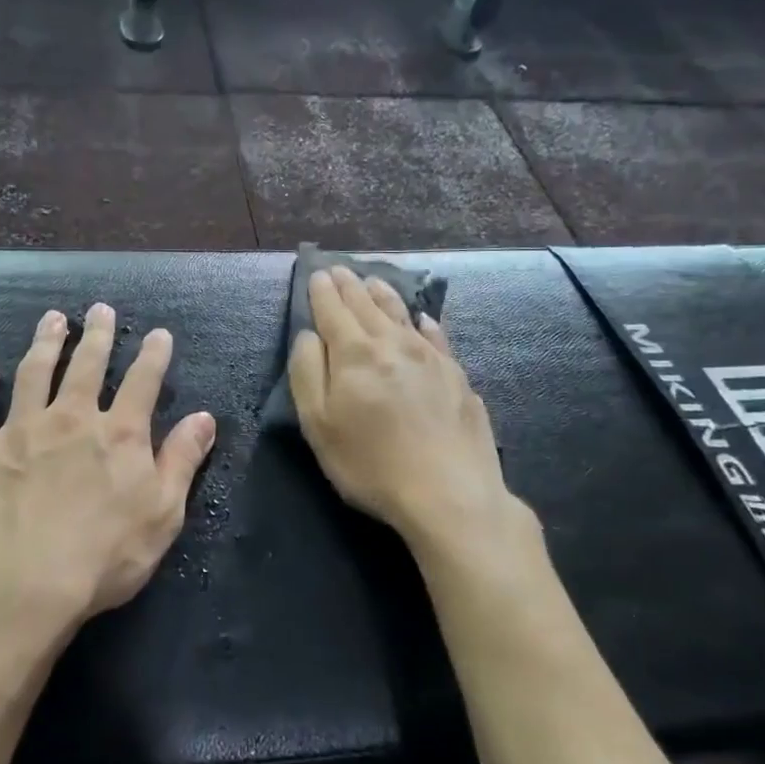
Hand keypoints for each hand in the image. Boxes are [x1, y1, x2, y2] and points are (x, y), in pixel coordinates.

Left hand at [0, 303, 216, 630]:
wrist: (24, 584)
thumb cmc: (104, 556)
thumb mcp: (163, 513)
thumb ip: (182, 460)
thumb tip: (205, 417)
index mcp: (118, 434)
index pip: (142, 382)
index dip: (153, 355)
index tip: (158, 334)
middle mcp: (70, 418)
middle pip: (86, 365)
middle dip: (96, 335)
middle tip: (98, 309)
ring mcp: (20, 430)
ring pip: (34, 373)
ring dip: (44, 343)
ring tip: (52, 319)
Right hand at [288, 266, 512, 546]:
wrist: (449, 493)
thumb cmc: (370, 464)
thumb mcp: (319, 424)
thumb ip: (308, 373)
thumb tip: (309, 335)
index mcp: (354, 353)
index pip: (333, 310)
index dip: (322, 291)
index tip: (318, 273)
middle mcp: (393, 343)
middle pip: (367, 305)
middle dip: (350, 285)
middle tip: (340, 270)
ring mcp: (431, 357)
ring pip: (402, 314)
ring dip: (384, 295)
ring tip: (373, 282)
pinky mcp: (457, 376)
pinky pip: (436, 336)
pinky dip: (424, 323)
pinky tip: (423, 319)